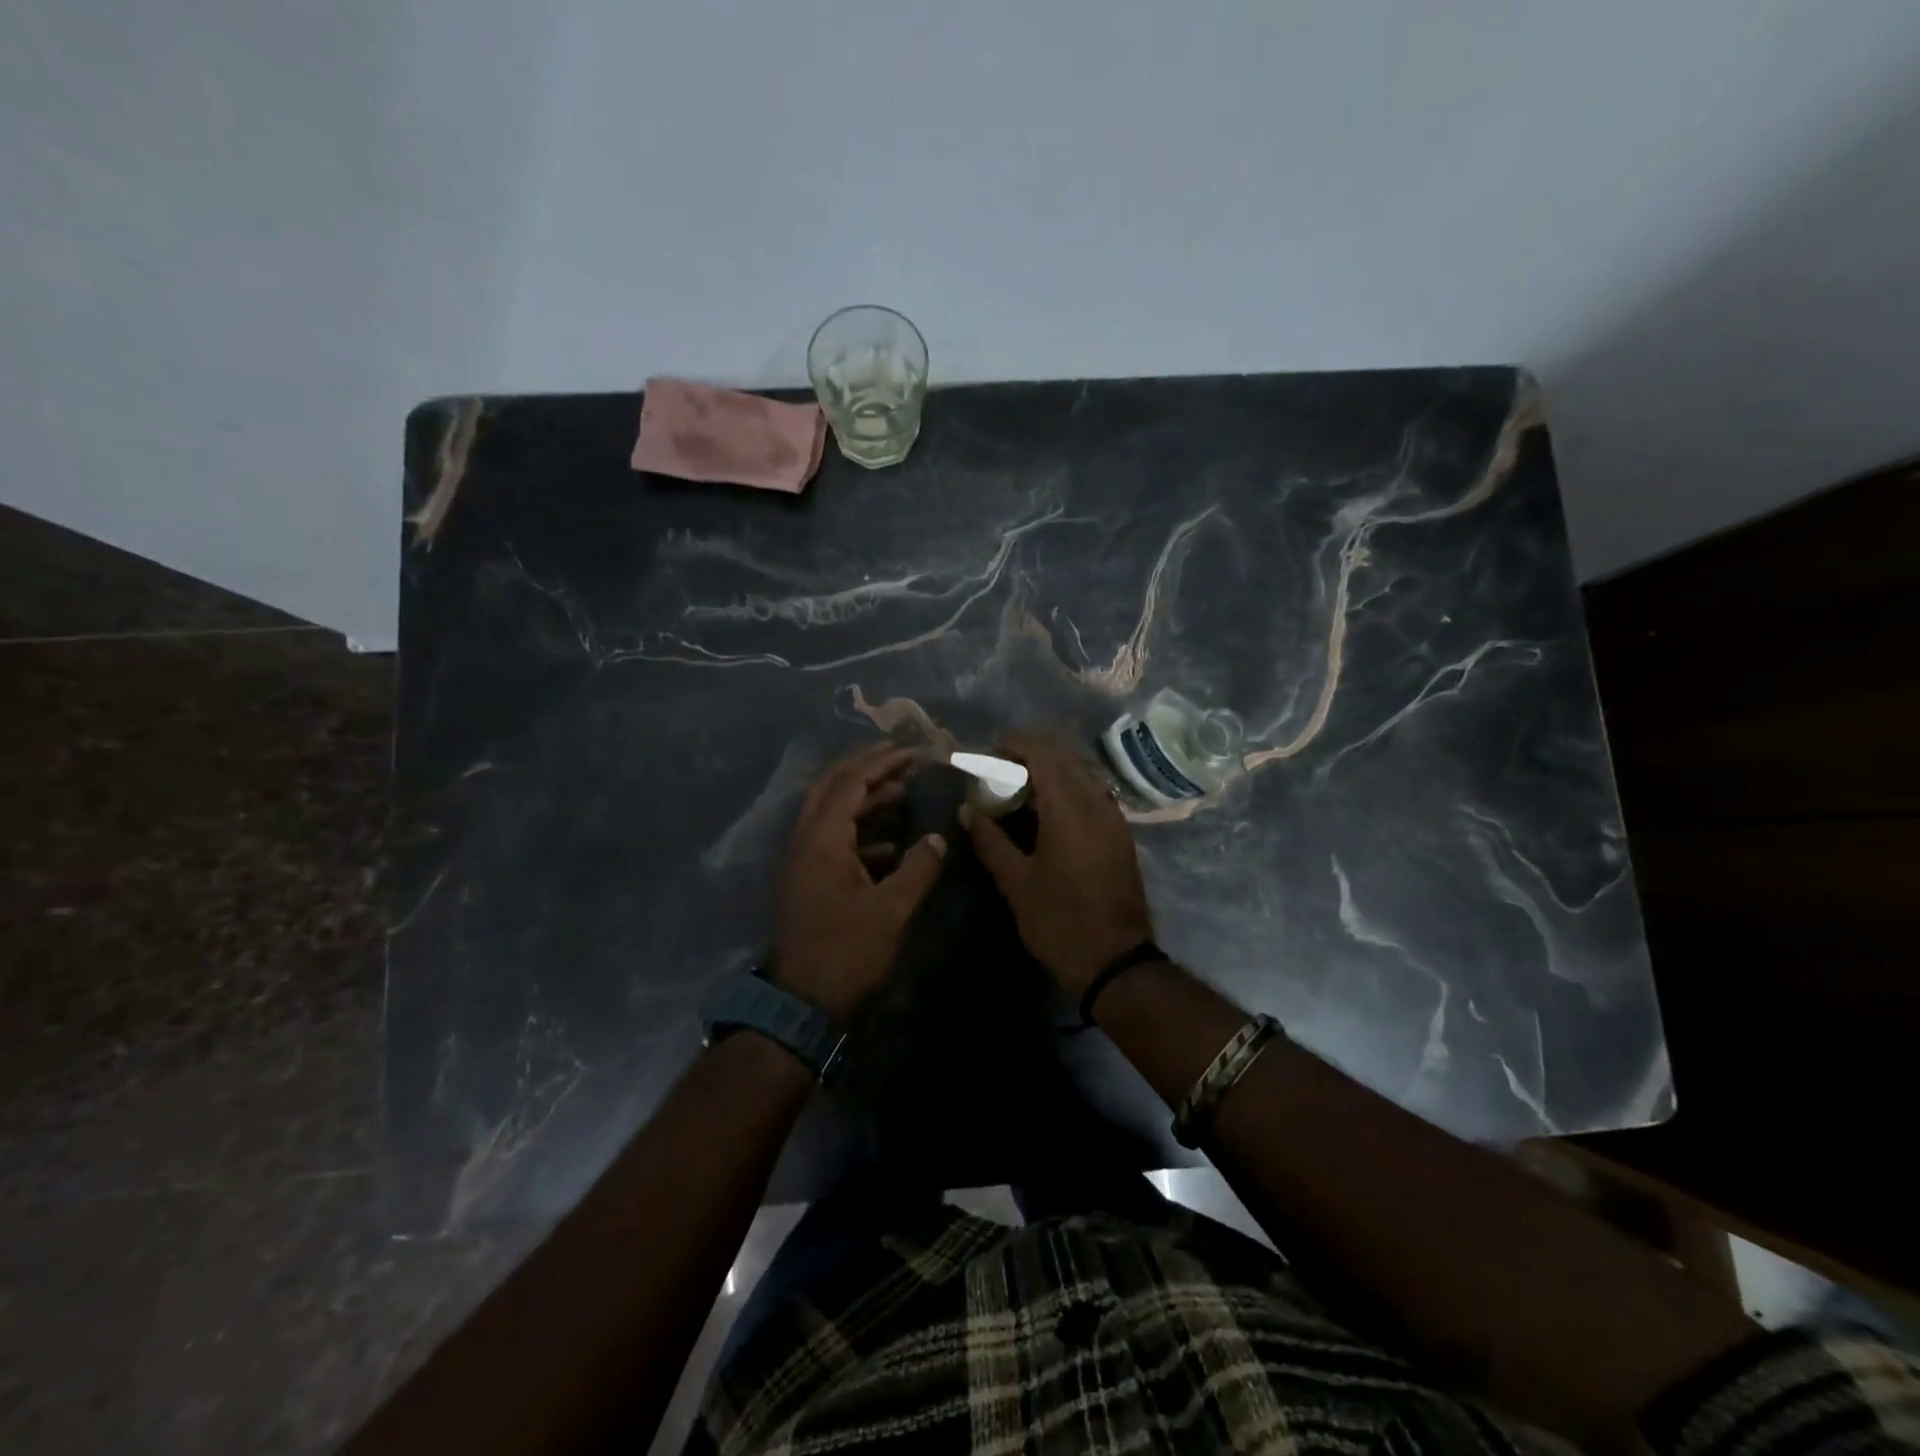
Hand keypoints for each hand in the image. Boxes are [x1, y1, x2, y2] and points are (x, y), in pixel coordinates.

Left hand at [772, 744, 947, 1020]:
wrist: (801, 1005)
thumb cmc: (847, 954)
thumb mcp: (892, 911)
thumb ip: (919, 868)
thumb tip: (938, 836)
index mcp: (822, 839)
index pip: (850, 783)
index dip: (883, 763)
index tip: (915, 753)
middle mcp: (804, 840)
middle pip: (832, 786)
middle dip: (866, 768)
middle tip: (901, 757)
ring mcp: (801, 860)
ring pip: (829, 811)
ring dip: (862, 797)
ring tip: (902, 791)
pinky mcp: (806, 879)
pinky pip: (831, 837)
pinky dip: (858, 828)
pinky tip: (890, 842)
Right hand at [961, 732, 1155, 996]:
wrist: (1117, 962)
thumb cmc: (1060, 922)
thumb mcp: (1017, 883)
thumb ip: (990, 840)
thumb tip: (967, 809)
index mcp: (1070, 809)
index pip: (1044, 753)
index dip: (1014, 744)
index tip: (988, 754)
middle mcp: (1097, 803)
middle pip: (1064, 757)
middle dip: (1030, 754)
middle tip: (998, 771)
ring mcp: (1114, 818)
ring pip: (1080, 774)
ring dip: (1049, 771)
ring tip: (1017, 790)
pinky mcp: (1120, 834)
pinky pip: (1091, 793)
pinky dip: (1066, 789)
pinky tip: (1045, 813)